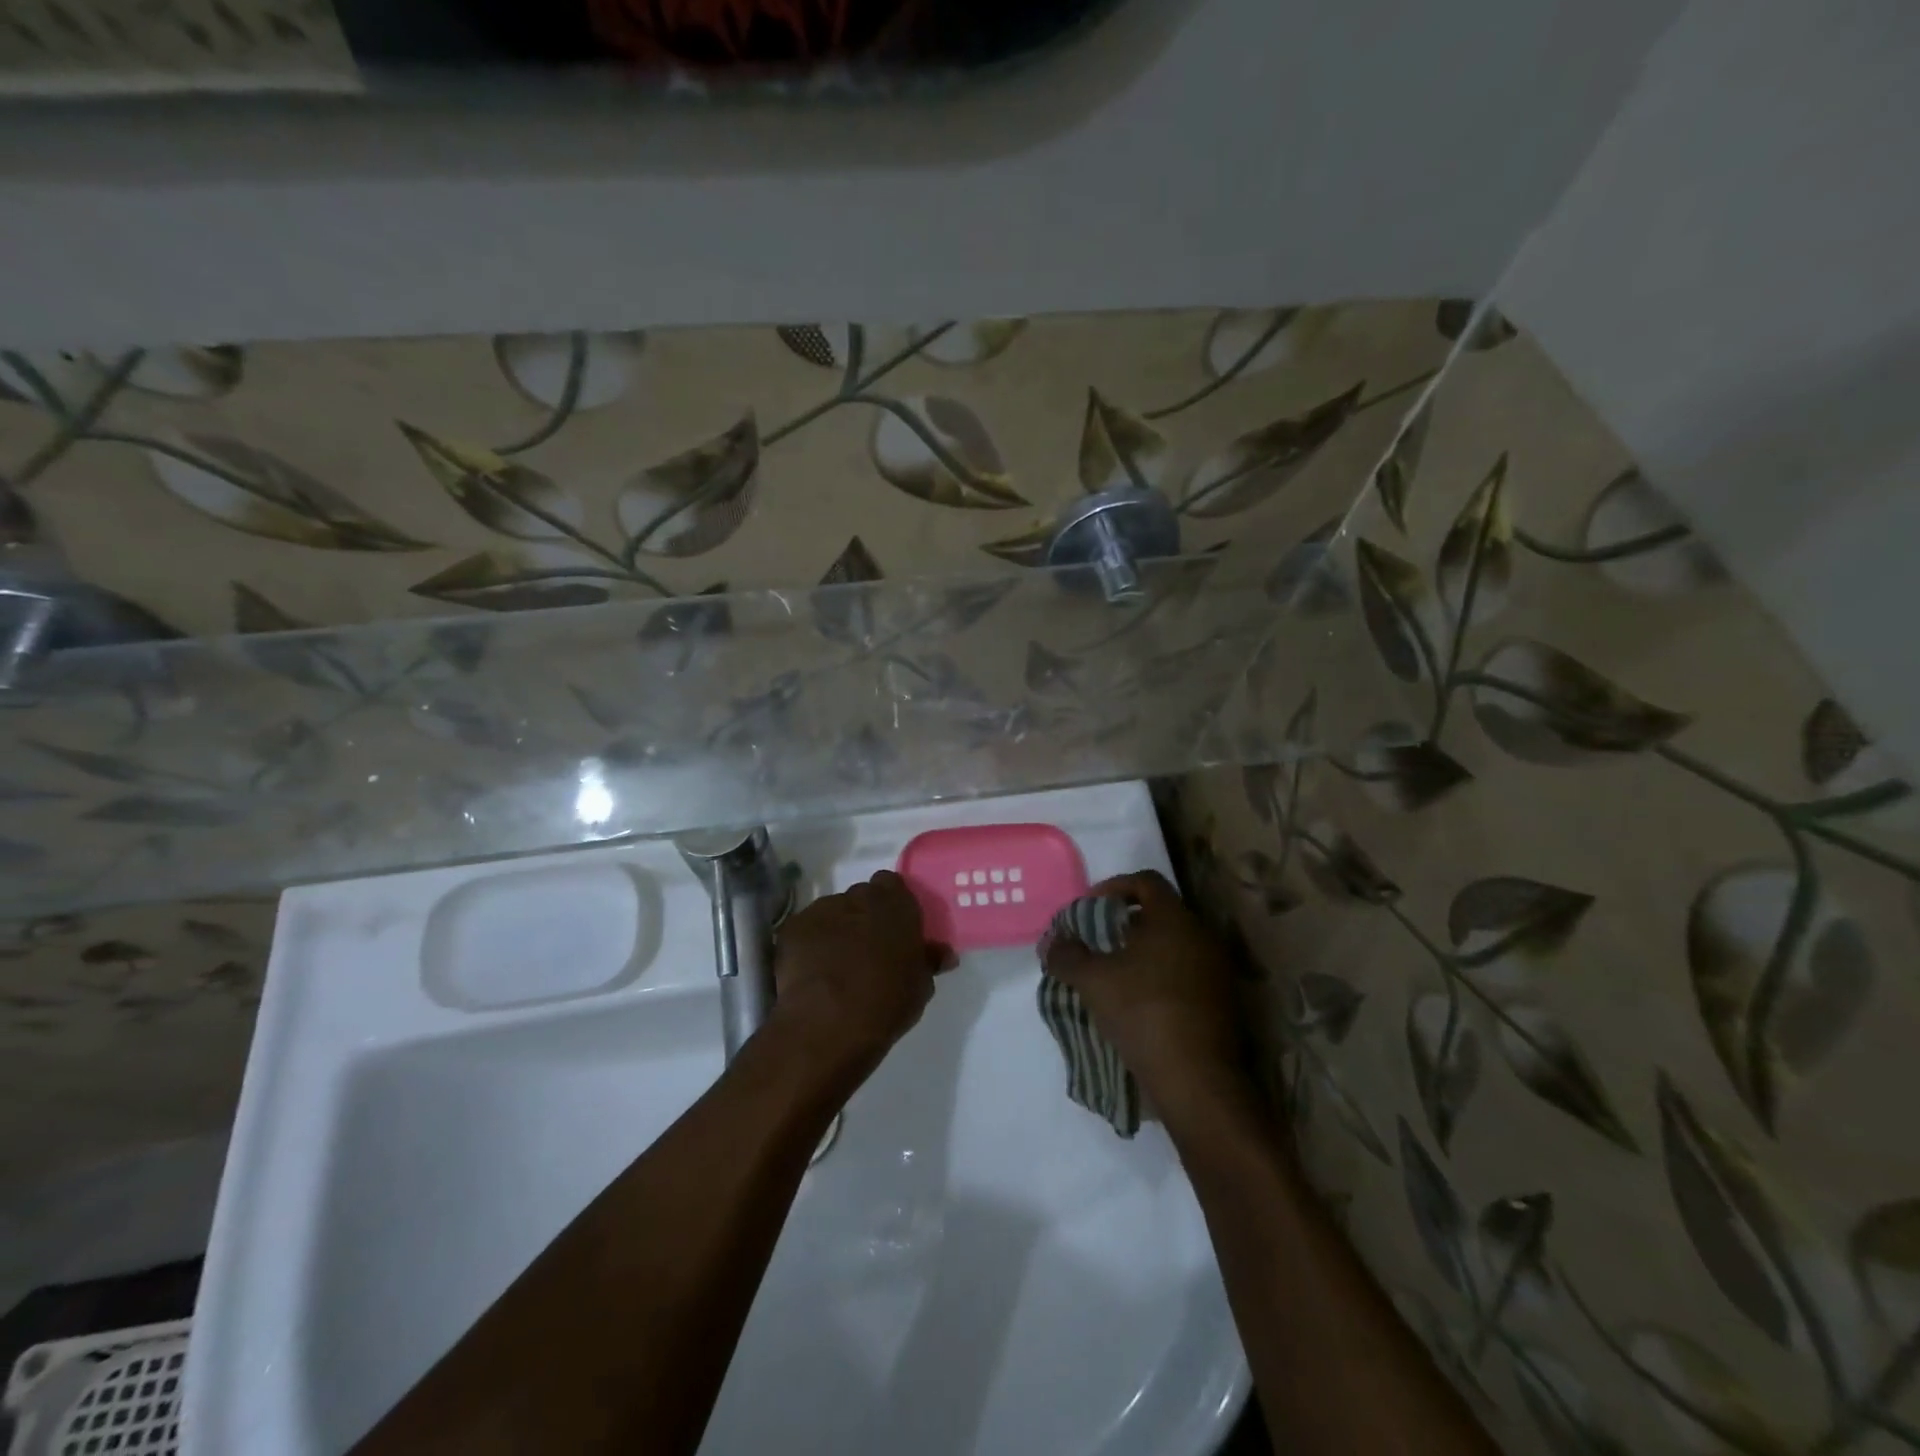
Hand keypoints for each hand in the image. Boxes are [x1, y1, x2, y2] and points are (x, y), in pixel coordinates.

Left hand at [769, 870, 953, 1084]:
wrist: (828, 1024)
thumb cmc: (886, 1002)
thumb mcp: (920, 986)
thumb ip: (928, 960)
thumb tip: (942, 953)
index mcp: (895, 904)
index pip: (893, 884)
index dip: (893, 905)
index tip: (896, 929)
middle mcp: (858, 897)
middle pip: (862, 897)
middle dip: (865, 916)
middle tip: (869, 949)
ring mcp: (822, 910)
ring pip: (833, 912)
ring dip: (837, 930)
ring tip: (836, 965)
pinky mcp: (793, 928)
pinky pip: (806, 930)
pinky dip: (810, 944)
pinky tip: (813, 972)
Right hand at [1041, 871, 1253, 1119]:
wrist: (1197, 1080)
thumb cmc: (1143, 1013)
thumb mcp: (1092, 981)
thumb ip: (1067, 955)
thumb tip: (1052, 943)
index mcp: (1174, 919)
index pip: (1145, 881)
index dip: (1113, 887)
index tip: (1089, 910)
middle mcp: (1201, 935)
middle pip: (1159, 913)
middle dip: (1123, 924)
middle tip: (1096, 943)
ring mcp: (1216, 970)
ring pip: (1172, 946)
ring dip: (1141, 953)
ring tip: (1111, 976)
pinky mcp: (1221, 1001)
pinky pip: (1185, 973)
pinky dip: (1159, 978)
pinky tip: (1136, 1003)